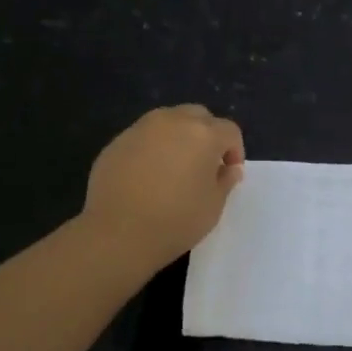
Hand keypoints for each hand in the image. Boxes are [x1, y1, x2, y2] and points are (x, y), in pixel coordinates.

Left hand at [82, 105, 245, 268]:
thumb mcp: (213, 206)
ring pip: (168, 121)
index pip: (229, 130)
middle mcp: (173, 121)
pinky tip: (146, 176)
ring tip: (174, 167)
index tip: (228, 173)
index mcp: (203, 134)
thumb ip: (225, 181)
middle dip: (207, 135)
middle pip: (198, 116)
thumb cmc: (175, 221)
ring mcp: (141, 129)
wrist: (117, 234)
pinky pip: (143, 137)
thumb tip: (229, 168)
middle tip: (204, 164)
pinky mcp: (116, 142)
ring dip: (178, 137)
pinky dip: (152, 148)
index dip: (234, 150)